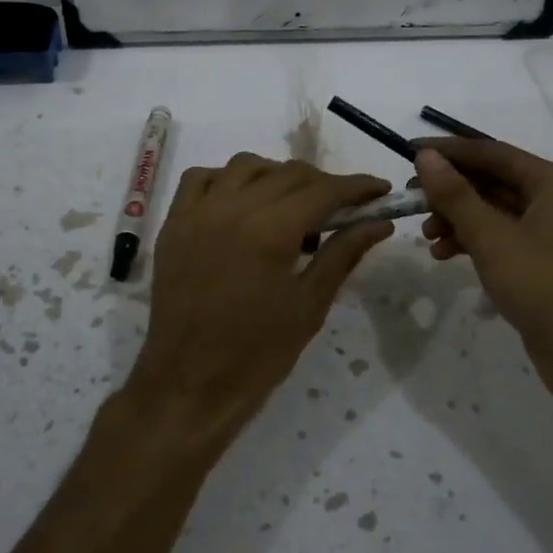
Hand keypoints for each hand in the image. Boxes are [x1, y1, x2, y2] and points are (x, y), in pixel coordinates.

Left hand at [127, 153, 394, 455]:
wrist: (189, 384)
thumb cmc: (257, 354)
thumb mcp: (310, 305)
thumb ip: (343, 254)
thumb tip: (379, 222)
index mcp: (270, 230)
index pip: (323, 189)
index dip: (356, 186)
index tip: (379, 190)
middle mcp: (231, 208)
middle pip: (287, 173)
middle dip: (323, 183)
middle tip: (344, 207)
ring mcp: (196, 213)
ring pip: (245, 167)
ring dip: (277, 175)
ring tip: (294, 204)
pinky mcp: (173, 225)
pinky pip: (201, 179)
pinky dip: (227, 180)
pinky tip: (242, 202)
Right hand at [414, 139, 552, 397]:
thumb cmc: (546, 286)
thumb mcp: (493, 238)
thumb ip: (456, 195)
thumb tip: (426, 157)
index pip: (493, 153)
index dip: (449, 152)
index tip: (409, 153)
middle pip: (494, 182)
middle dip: (451, 191)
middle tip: (411, 200)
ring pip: (496, 214)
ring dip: (458, 220)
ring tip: (426, 237)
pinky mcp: (546, 267)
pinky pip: (503, 240)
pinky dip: (474, 243)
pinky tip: (445, 256)